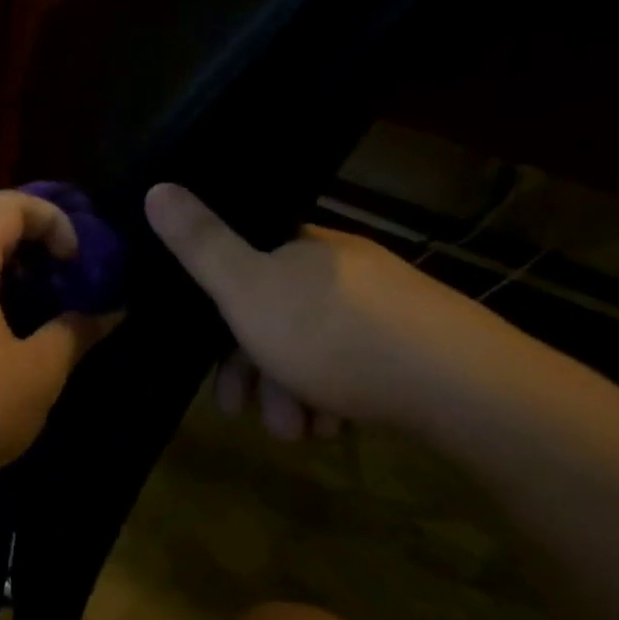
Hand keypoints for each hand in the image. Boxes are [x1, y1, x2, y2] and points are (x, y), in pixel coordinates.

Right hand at [144, 183, 510, 439]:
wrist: (463, 387)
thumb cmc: (334, 335)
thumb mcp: (247, 289)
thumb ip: (200, 244)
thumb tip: (155, 186)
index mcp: (303, 248)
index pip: (243, 272)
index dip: (218, 321)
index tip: (211, 368)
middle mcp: (342, 270)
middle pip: (275, 319)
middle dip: (256, 373)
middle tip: (249, 415)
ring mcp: (384, 308)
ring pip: (314, 352)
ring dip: (292, 395)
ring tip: (299, 433)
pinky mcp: (417, 347)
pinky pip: (356, 368)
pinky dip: (335, 398)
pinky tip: (334, 427)